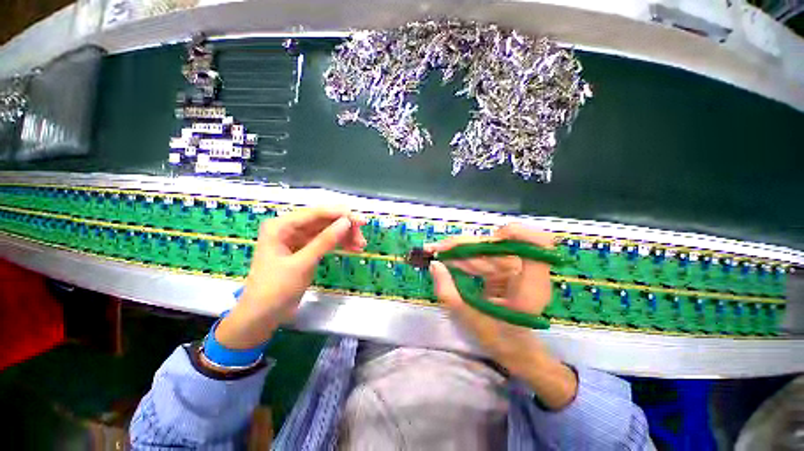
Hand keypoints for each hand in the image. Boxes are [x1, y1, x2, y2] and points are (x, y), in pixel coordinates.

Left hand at [215, 207, 365, 348]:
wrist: (262, 316)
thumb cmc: (276, 289)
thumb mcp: (302, 264)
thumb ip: (325, 241)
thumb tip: (346, 222)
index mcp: (281, 226)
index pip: (316, 213)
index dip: (340, 214)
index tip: (361, 220)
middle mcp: (289, 228)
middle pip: (323, 220)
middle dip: (344, 227)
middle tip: (362, 237)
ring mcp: (297, 238)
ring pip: (327, 230)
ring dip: (344, 236)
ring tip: (360, 246)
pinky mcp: (304, 249)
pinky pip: (325, 241)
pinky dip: (339, 244)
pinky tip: (352, 248)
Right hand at [429, 223, 577, 409]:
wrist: (515, 349)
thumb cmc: (498, 339)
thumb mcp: (468, 318)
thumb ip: (447, 291)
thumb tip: (434, 264)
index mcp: (529, 287)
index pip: (537, 244)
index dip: (517, 233)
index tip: (491, 237)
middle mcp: (526, 272)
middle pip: (497, 244)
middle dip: (464, 244)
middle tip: (436, 249)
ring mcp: (516, 268)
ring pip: (485, 248)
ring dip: (459, 250)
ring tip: (435, 253)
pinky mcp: (505, 268)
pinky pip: (483, 256)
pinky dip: (464, 258)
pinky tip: (447, 261)